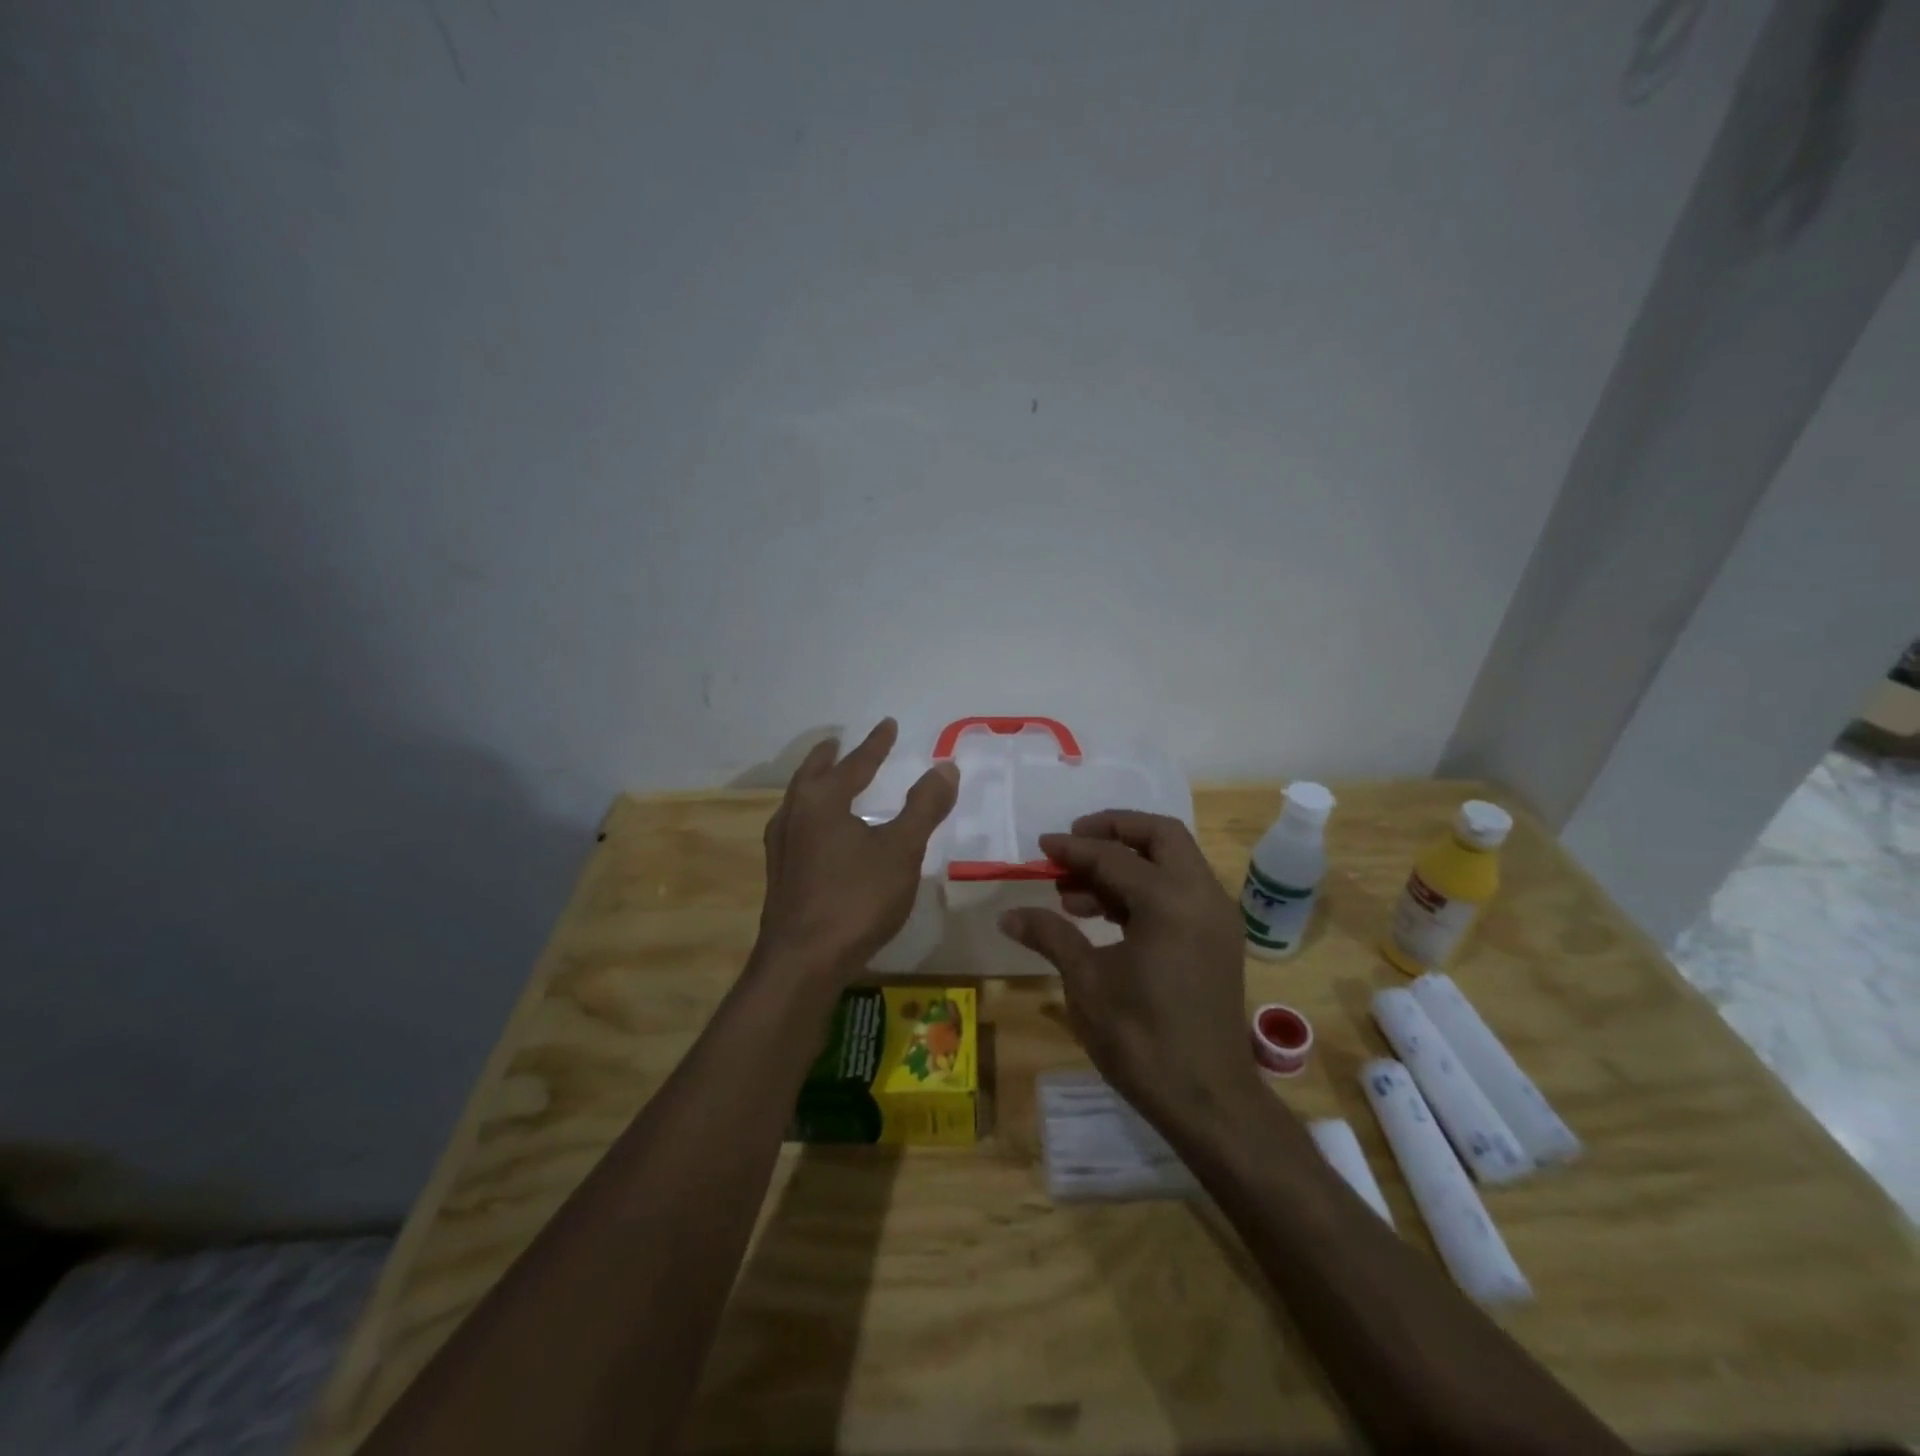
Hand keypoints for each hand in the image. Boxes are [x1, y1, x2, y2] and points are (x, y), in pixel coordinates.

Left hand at [757, 718, 958, 982]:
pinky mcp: (780, 875)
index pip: (854, 762)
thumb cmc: (856, 899)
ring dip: (815, 784)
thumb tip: (945, 766)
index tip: (888, 725)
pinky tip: (820, 835)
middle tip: (839, 742)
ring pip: (798, 802)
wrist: (803, 962)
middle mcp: (794, 815)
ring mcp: (781, 847)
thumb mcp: (901, 850)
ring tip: (829, 781)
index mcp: (821, 800)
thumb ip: (924, 806)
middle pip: (812, 774)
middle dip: (830, 757)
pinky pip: (796, 828)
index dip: (876, 744)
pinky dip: (810, 815)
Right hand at [999, 811, 1260, 1131]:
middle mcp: (1202, 896)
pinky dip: (1146, 888)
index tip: (1041, 845)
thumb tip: (1008, 915)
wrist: (1208, 1100)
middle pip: (1160, 836)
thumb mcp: (1087, 982)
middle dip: (1115, 830)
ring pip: (1174, 862)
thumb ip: (1051, 935)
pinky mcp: (1218, 939)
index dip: (1073, 848)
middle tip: (1074, 842)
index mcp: (1169, 901)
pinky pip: (1181, 891)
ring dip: (1128, 862)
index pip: (1113, 856)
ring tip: (1074, 891)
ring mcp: (1216, 917)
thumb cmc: (1141, 1039)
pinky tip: (1105, 914)